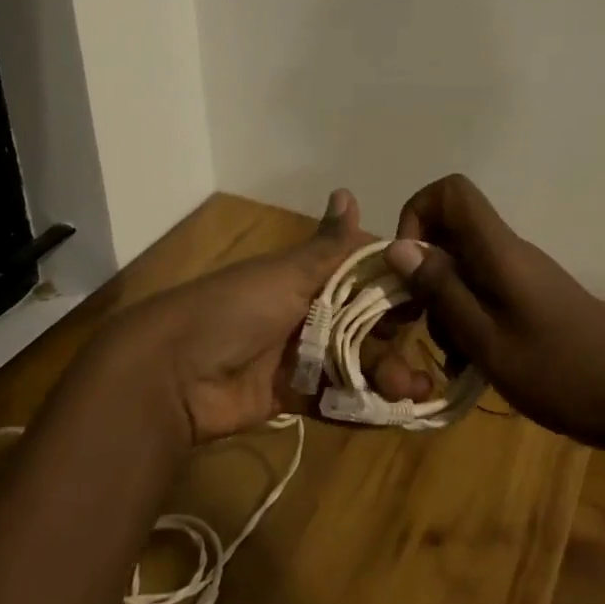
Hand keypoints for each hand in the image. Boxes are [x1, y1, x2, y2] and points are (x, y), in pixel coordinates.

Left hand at [113, 190, 433, 442]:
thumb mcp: (286, 274)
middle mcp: (306, 311)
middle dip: (396, 341)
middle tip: (426, 363)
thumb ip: (328, 245)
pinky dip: (360, 406)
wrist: (171, 374)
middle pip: (364, 324)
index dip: (398, 286)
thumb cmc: (235, 310)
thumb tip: (348, 190)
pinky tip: (389, 413)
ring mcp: (297, 355)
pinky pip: (333, 398)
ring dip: (386, 377)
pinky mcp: (289, 395)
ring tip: (413, 394)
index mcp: (306, 276)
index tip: (433, 298)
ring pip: (354, 363)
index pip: (363, 274)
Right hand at [384, 175, 604, 447]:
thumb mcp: (487, 340)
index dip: (418, 214)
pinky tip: (471, 361)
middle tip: (417, 321)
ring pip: (464, 266)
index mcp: (499, 250)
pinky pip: (485, 290)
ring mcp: (523, 275)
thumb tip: (397, 246)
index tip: (408, 264)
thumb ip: (441, 290)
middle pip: (451, 232)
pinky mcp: (532, 298)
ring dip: (445, 303)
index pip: (451, 191)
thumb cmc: (559, 372)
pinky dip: (468, 318)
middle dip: (424, 272)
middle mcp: (510, 251)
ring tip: (452, 354)